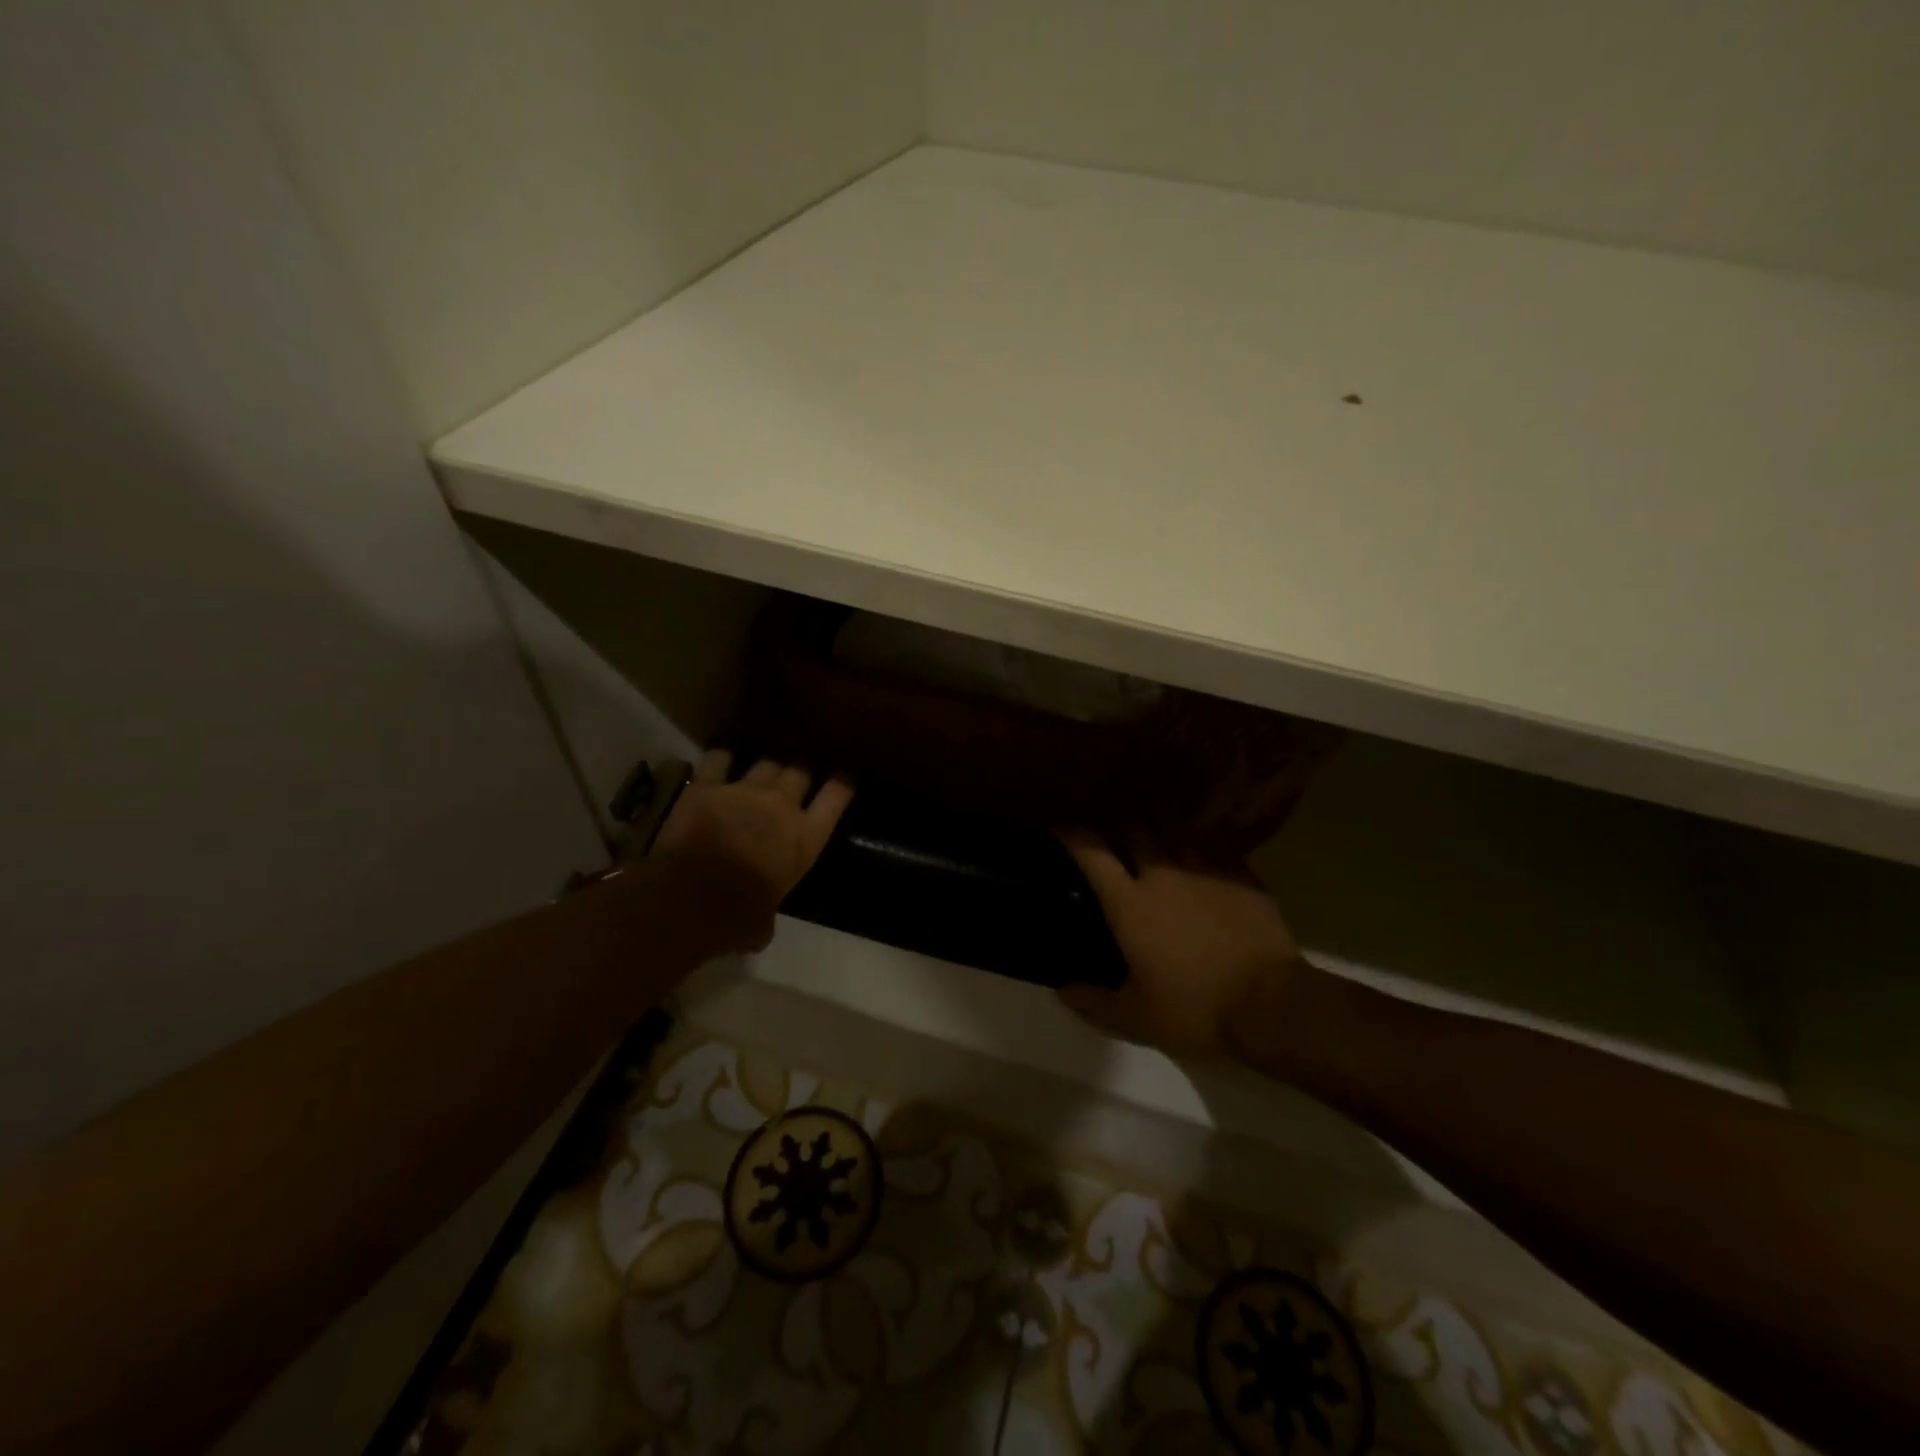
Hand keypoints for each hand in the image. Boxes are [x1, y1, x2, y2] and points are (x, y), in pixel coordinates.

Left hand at [651, 750, 853, 951]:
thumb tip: (758, 928)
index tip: (845, 774)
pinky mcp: (707, 786)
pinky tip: (723, 754)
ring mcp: (745, 790)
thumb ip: (766, 915)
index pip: (836, 797)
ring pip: (767, 760)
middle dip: (804, 764)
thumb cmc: (736, 918)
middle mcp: (783, 805)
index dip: (843, 782)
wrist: (690, 898)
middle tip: (801, 762)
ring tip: (769, 756)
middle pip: (801, 769)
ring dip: (769, 759)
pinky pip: (718, 759)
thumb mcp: (763, 923)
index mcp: (806, 838)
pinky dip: (722, 755)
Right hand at [1057, 828, 1307, 1058]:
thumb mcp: (1135, 1018)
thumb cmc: (1196, 1009)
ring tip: (1152, 840)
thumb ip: (1092, 1002)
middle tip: (1110, 839)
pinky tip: (1197, 863)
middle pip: (1132, 828)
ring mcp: (1205, 869)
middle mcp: (1162, 874)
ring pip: (1173, 829)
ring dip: (1155, 830)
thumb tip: (1062, 988)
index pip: (1091, 851)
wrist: (1273, 1004)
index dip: (1070, 834)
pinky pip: (1209, 848)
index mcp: (1130, 903)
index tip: (1058, 828)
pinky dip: (1194, 849)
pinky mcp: (1240, 874)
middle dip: (1115, 827)